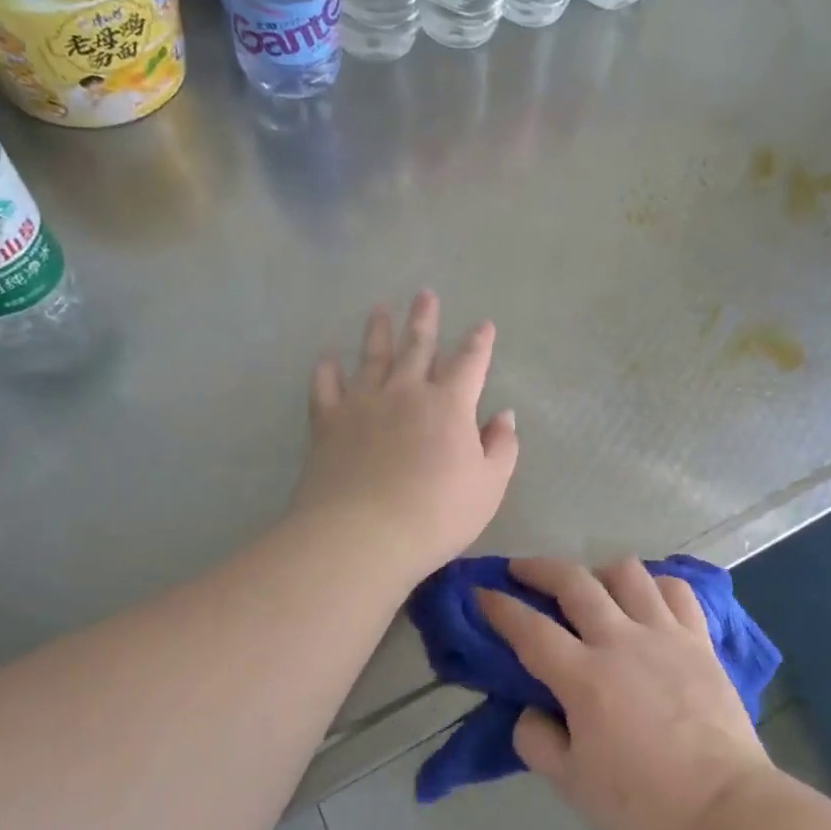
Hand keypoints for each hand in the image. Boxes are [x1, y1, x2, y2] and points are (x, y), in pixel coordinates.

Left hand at [291, 291, 518, 580]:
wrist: (363, 535)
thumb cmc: (437, 514)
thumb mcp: (489, 486)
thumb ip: (502, 447)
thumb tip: (504, 415)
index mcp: (449, 404)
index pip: (469, 363)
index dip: (479, 342)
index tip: (484, 324)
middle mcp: (406, 392)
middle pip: (417, 346)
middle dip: (425, 320)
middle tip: (425, 294)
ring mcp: (363, 404)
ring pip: (373, 357)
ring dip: (378, 331)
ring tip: (379, 309)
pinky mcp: (328, 423)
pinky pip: (326, 388)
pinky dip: (326, 371)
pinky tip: (327, 359)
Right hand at [479, 557, 775, 829]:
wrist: (727, 806)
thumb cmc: (645, 803)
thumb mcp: (574, 787)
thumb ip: (538, 743)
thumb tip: (530, 711)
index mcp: (585, 678)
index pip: (530, 630)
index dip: (500, 607)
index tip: (482, 592)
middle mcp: (621, 640)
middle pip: (574, 582)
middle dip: (540, 568)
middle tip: (521, 569)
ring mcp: (664, 633)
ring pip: (627, 573)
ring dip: (600, 571)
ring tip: (592, 587)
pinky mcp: (699, 638)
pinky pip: (676, 590)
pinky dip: (655, 585)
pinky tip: (647, 599)